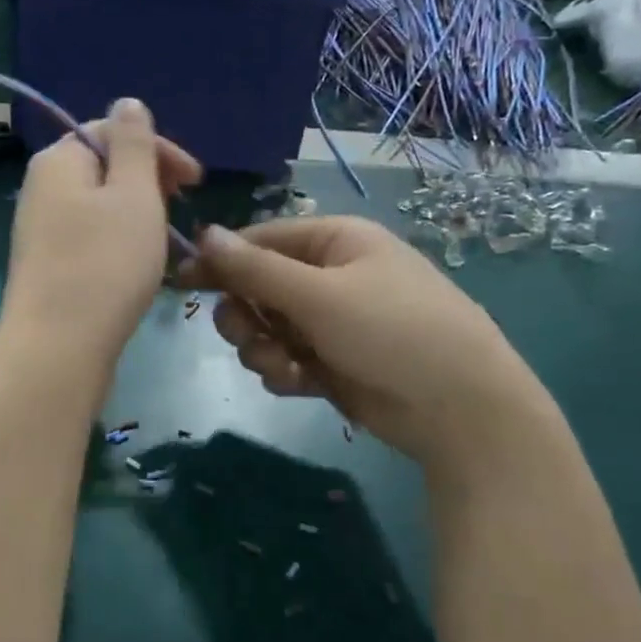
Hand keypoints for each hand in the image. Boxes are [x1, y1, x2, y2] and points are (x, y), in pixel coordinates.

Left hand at [0, 99, 200, 363]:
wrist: (59, 348)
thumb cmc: (105, 264)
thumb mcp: (133, 194)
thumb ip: (134, 144)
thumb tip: (127, 103)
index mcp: (59, 160)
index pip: (112, 131)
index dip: (159, 150)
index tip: (197, 182)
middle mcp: (41, 189)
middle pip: (104, 168)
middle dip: (149, 182)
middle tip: (182, 210)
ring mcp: (40, 231)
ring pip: (99, 206)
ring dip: (138, 215)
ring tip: (165, 242)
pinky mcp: (47, 267)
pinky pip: (90, 238)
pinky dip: (119, 242)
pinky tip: (138, 267)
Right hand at [180, 217, 546, 470]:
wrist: (458, 407)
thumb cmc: (392, 331)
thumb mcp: (320, 295)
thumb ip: (256, 270)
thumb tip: (203, 234)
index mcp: (334, 241)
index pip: (259, 241)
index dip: (220, 261)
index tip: (182, 283)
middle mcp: (330, 276)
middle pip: (257, 287)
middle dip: (245, 315)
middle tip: (246, 335)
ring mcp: (331, 322)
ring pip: (266, 328)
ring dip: (263, 349)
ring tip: (285, 367)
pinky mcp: (331, 362)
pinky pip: (285, 358)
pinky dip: (284, 371)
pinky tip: (300, 384)